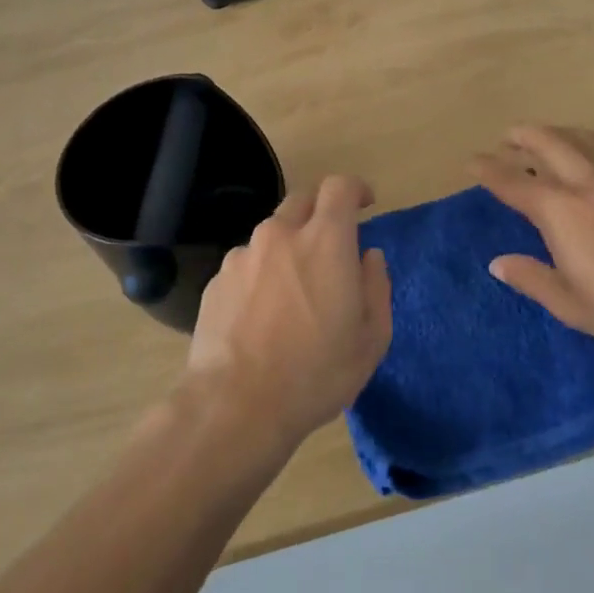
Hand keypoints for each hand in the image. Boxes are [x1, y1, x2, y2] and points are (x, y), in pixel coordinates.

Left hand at [184, 175, 392, 452]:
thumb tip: (368, 256)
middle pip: (302, 200)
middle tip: (332, 247)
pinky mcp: (216, 281)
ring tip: (294, 291)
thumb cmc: (316, 373)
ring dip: (288, 247)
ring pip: (272, 234)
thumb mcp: (372, 338)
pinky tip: (262, 315)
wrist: (236, 406)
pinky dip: (261, 274)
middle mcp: (280, 235)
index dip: (355, 189)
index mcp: (325, 241)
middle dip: (321, 213)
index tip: (365, 204)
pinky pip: (247, 263)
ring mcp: (242, 256)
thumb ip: (376, 285)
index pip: (339, 187)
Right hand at [471, 126, 593, 361]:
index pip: (513, 182)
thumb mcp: (572, 304)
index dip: (488, 169)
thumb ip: (532, 279)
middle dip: (521, 136)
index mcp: (560, 210)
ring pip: (582, 138)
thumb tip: (498, 263)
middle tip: (507, 137)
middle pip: (547, 142)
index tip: (472, 161)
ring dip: (557, 133)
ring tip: (547, 138)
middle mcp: (587, 180)